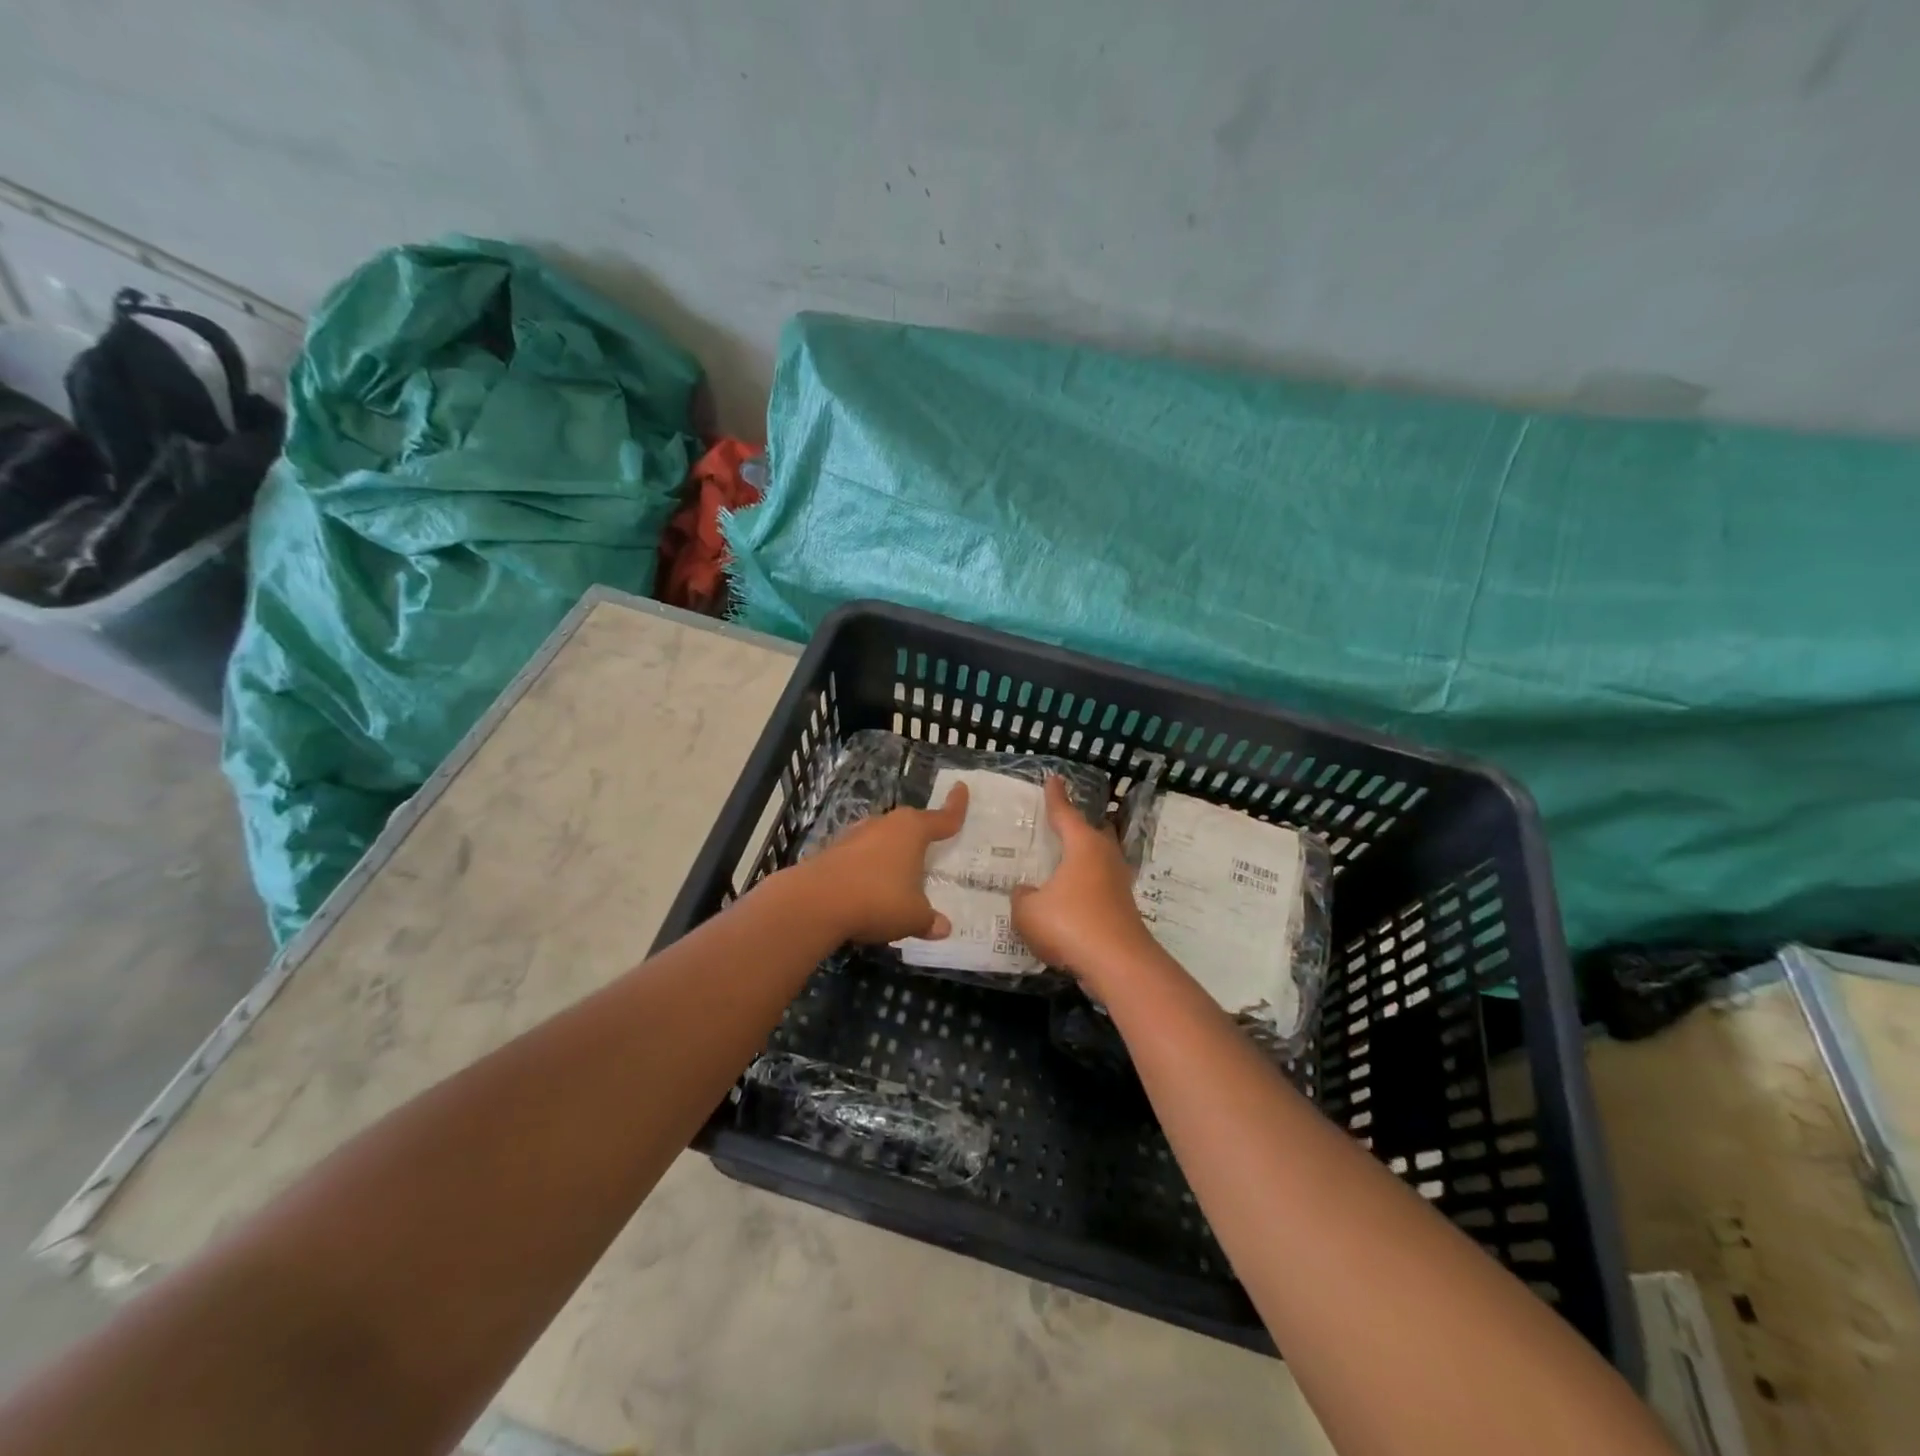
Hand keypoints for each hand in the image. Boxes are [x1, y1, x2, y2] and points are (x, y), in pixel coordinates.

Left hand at [790, 782, 969, 942]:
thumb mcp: (913, 916)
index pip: (942, 818)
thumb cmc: (877, 900)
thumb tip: (942, 927)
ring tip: (899, 874)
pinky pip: (860, 857)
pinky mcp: (832, 852)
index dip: (955, 806)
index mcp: (912, 831)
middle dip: (920, 835)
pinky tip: (868, 889)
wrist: (814, 902)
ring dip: (891, 853)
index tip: (961, 788)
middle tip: (931, 847)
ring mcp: (855, 836)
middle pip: (909, 825)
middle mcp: (884, 825)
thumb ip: (929, 920)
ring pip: (881, 839)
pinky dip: (868, 868)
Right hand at [1010, 776, 1157, 984]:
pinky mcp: (1123, 907)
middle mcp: (1104, 857)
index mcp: (1082, 845)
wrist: (1118, 964)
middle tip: (1065, 821)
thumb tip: (1026, 892)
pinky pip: (1102, 884)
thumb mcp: (1028, 911)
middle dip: (1081, 825)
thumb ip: (1022, 897)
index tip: (1053, 778)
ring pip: (1102, 858)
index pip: (1065, 813)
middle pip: (1094, 832)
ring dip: (1087, 856)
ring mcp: (1118, 883)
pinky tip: (1073, 895)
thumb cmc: (1070, 925)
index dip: (1056, 796)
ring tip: (1068, 858)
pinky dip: (1088, 884)